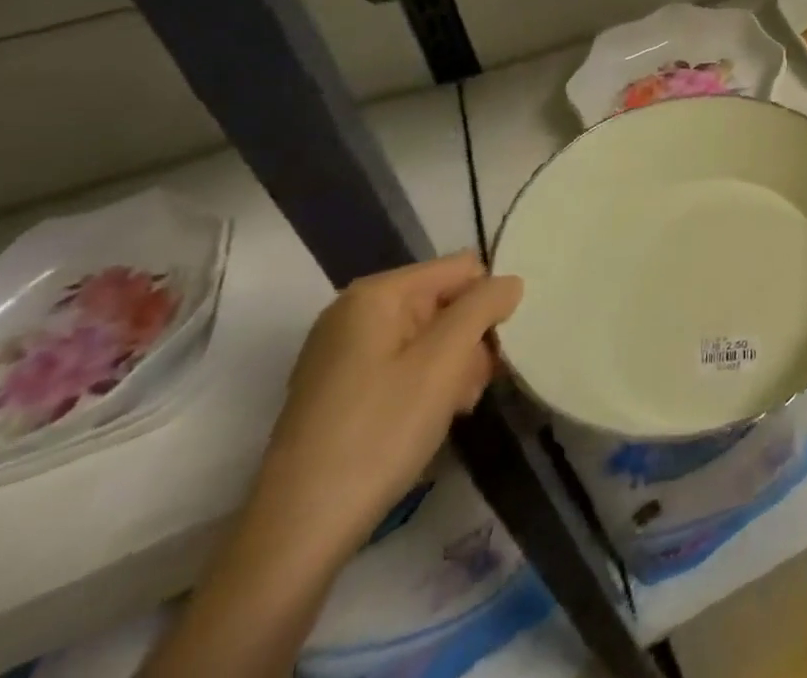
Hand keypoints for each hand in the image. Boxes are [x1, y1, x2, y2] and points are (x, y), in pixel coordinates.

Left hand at [251, 252, 522, 565]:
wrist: (297, 536)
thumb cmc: (378, 433)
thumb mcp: (445, 360)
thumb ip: (485, 306)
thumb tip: (510, 282)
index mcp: (376, 294)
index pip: (463, 269)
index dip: (487, 306)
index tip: (492, 354)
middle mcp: (354, 312)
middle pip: (445, 302)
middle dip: (469, 342)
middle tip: (470, 389)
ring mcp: (341, 353)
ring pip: (428, 336)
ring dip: (453, 367)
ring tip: (452, 409)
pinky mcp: (338, 390)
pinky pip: (402, 365)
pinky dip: (425, 386)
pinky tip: (428, 420)